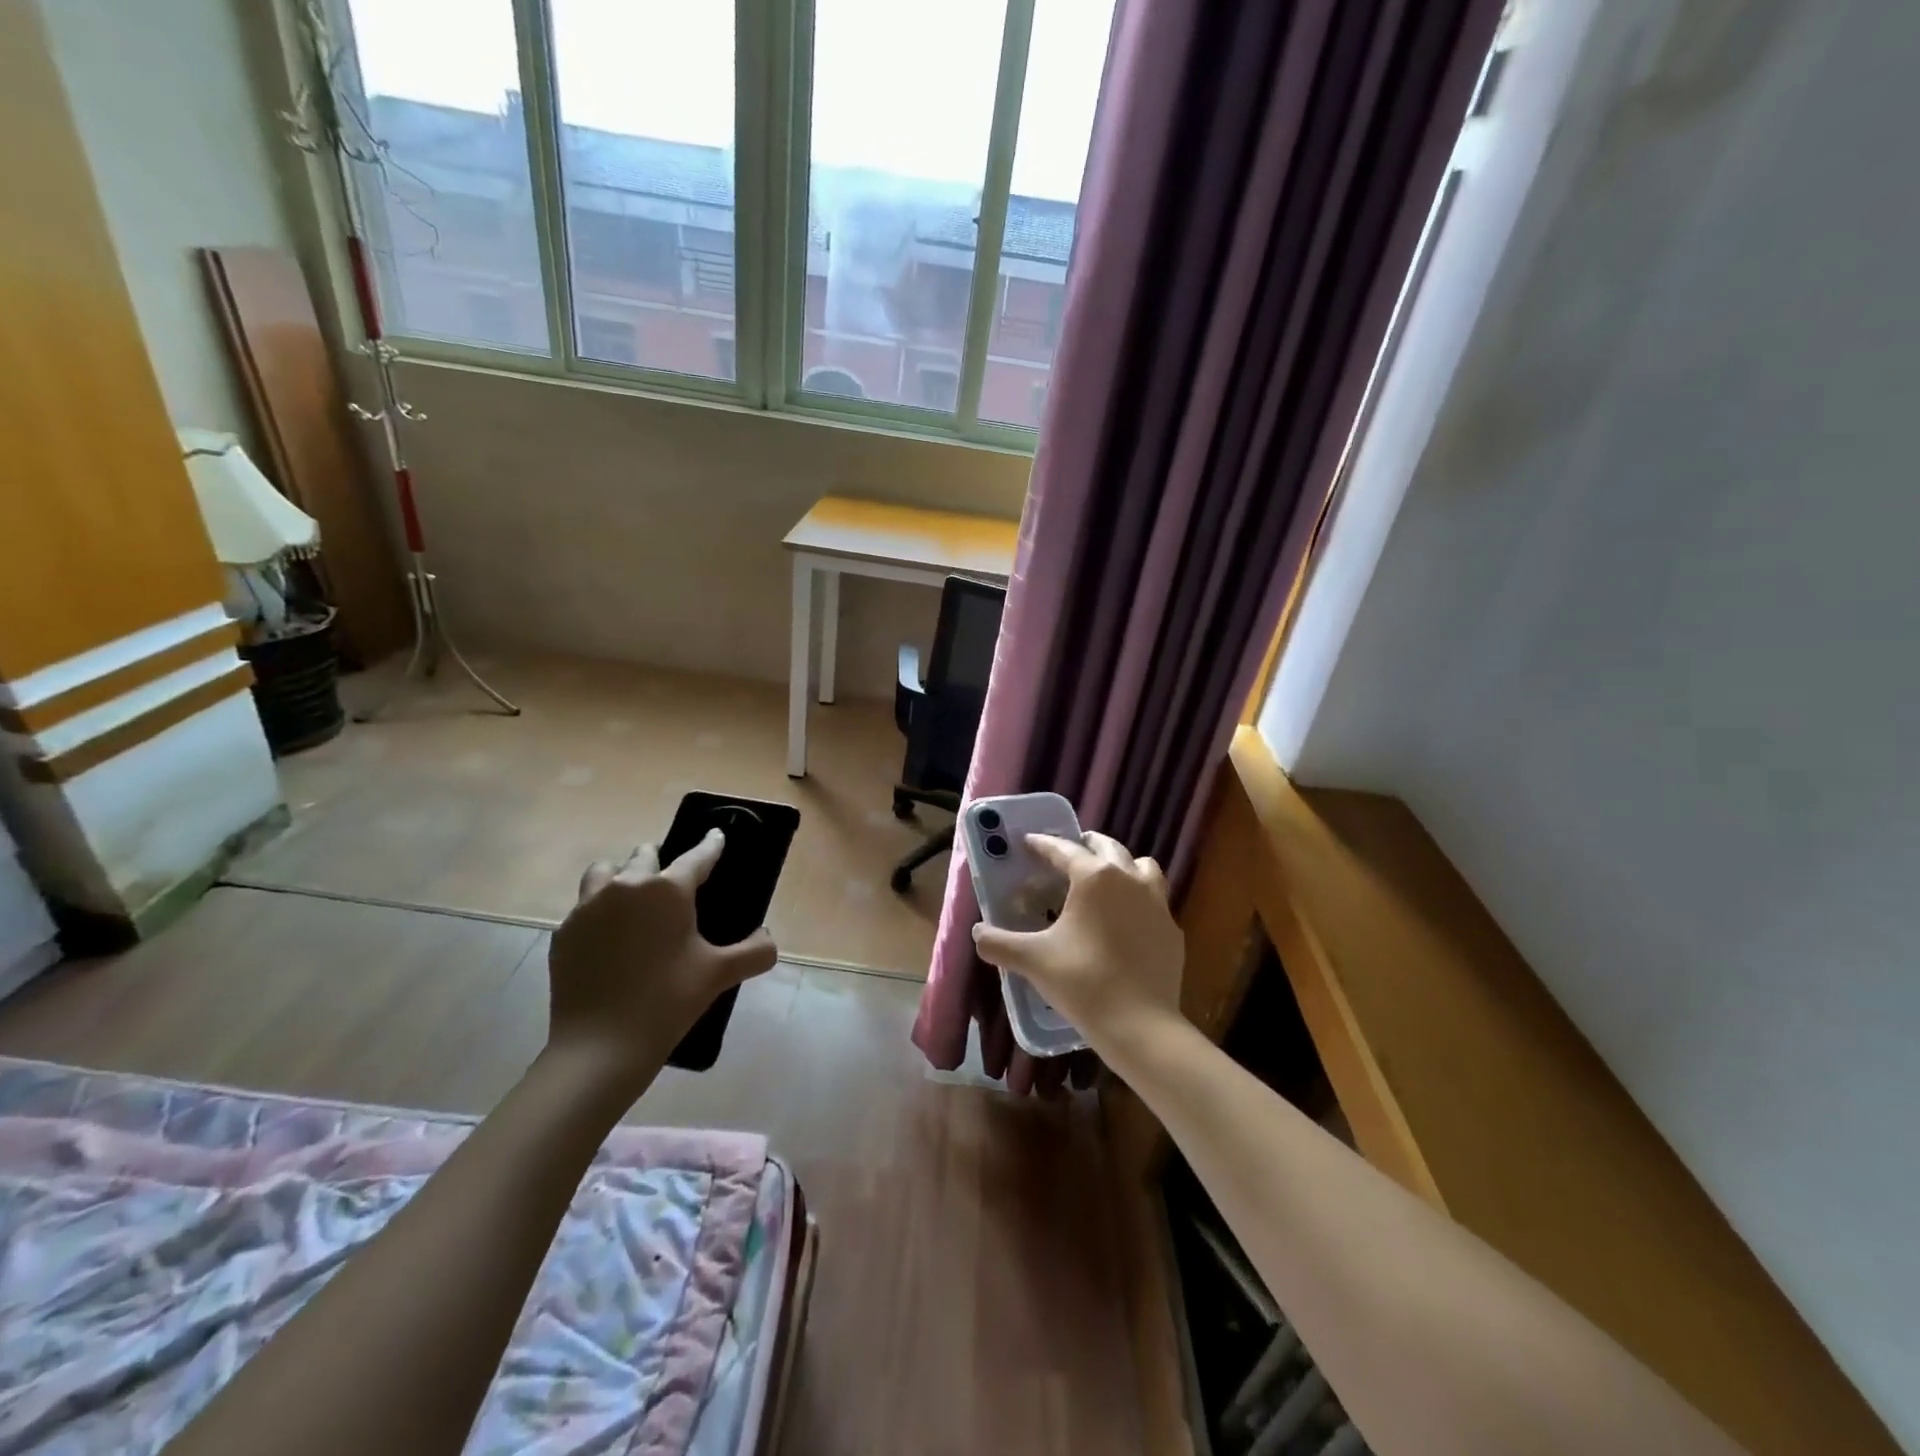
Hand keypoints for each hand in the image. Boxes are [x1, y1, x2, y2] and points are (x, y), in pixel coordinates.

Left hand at [546, 831, 777, 1095]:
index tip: (716, 836)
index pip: (697, 856)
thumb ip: (755, 951)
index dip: (711, 845)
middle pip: (644, 855)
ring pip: (605, 872)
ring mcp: (588, 908)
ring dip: (621, 878)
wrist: (601, 1047)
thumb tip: (768, 940)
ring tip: (633, 903)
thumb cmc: (668, 1001)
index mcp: (668, 889)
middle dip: (660, 861)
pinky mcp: (564, 933)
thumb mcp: (720, 974)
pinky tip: (608, 940)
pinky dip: (598, 913)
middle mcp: (626, 886)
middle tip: (672, 886)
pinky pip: (583, 908)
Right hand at [971, 831, 1185, 1058]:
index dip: (1042, 844)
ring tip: (1104, 880)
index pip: (1063, 849)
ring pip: (1141, 867)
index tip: (1028, 841)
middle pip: (1108, 847)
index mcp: (1094, 877)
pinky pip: (1154, 900)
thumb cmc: (1083, 982)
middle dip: (1085, 845)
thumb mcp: (1033, 960)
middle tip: (1066, 855)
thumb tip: (977, 933)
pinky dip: (1138, 899)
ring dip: (1122, 865)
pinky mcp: (1172, 929)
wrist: (1141, 1025)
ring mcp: (1157, 903)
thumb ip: (999, 943)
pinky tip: (1126, 920)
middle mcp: (1129, 879)